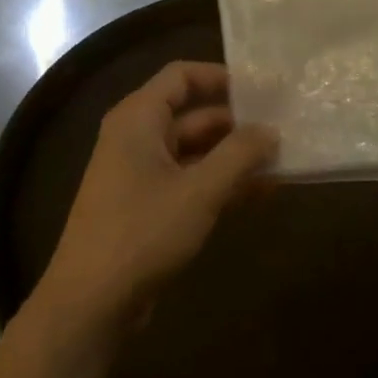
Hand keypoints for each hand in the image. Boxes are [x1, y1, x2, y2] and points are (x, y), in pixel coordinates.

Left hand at [30, 60, 276, 333]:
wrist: (92, 301)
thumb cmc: (142, 233)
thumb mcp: (200, 191)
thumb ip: (240, 155)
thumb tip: (272, 131)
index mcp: (138, 120)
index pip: (181, 76)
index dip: (222, 77)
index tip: (264, 88)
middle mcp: (138, 139)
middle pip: (194, 116)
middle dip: (239, 123)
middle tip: (285, 129)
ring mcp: (142, 175)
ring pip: (197, 152)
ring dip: (236, 157)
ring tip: (283, 161)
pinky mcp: (150, 207)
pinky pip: (192, 182)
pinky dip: (223, 183)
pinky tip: (263, 193)